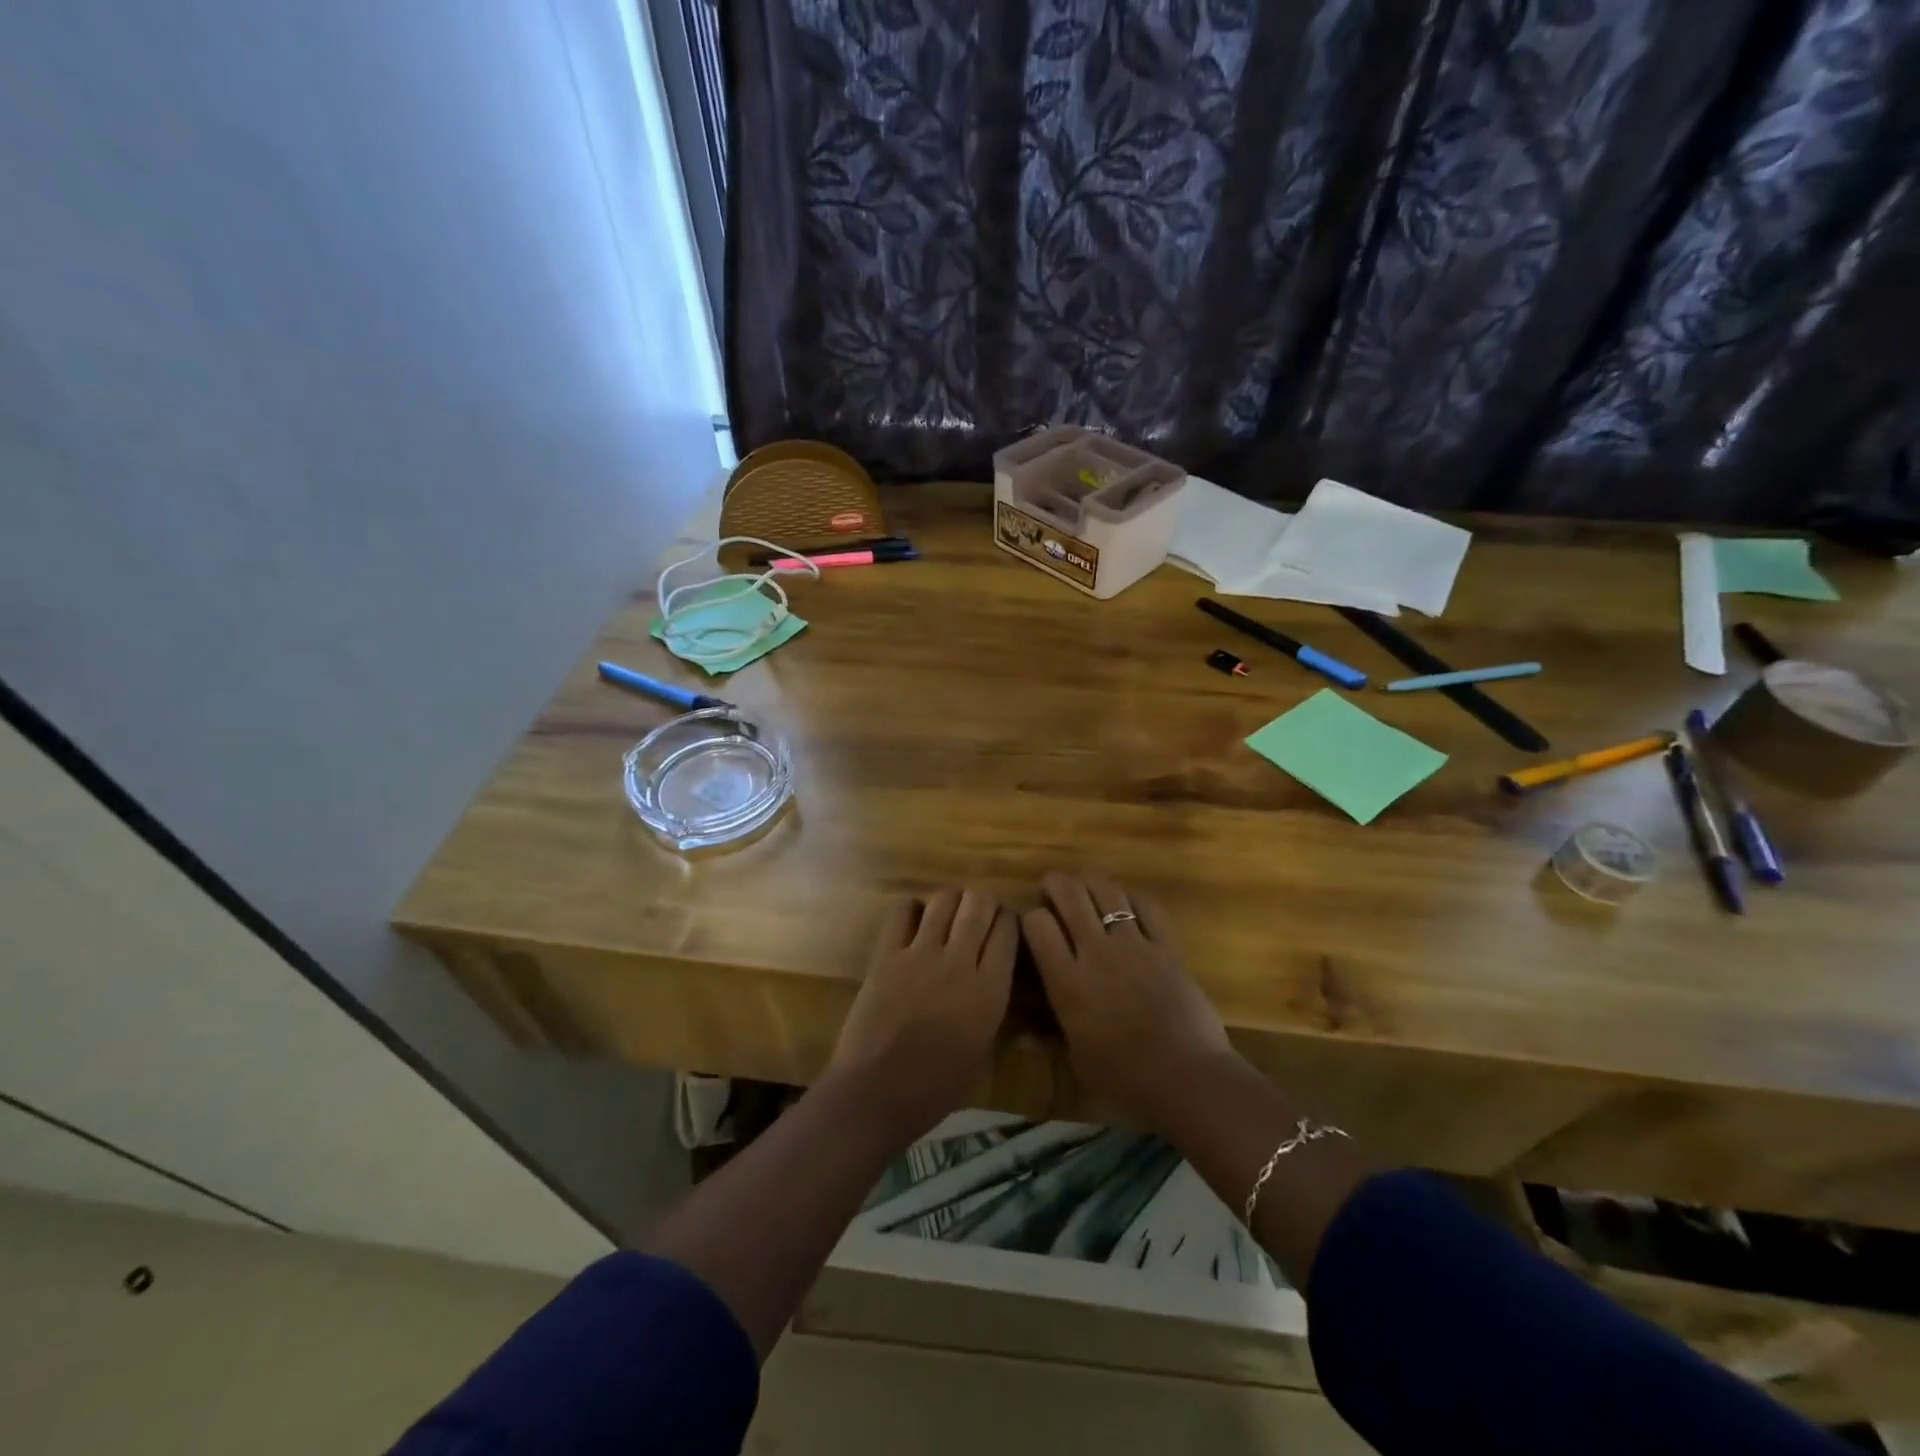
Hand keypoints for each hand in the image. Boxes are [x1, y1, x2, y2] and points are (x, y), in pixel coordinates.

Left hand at [829, 889, 1016, 1144]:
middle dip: (982, 903)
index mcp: (990, 990)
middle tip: (977, 915)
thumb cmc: (935, 1087)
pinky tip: (913, 922)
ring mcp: (920, 954)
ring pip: (944, 900)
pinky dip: (911, 909)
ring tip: (948, 914)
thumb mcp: (981, 1049)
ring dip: (951, 901)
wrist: (877, 1093)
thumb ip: (989, 1005)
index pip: (1007, 930)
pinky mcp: (887, 954)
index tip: (1003, 926)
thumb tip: (989, 978)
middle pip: (978, 905)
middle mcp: (959, 962)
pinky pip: (902, 911)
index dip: (1007, 922)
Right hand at [1020, 872, 1236, 1133]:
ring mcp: (1134, 945)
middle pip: (1070, 894)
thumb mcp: (1076, 1060)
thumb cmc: (1124, 1080)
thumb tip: (1024, 1035)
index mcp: (1067, 982)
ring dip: (1091, 882)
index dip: (1031, 918)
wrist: (1187, 1079)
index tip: (1034, 926)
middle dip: (1055, 883)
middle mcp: (1096, 952)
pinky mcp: (1166, 946)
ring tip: (1086, 887)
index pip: (1037, 924)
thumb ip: (1052, 1035)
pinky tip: (1127, 903)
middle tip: (1052, 888)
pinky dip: (1132, 898)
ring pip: (1107, 891)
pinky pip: (1146, 906)